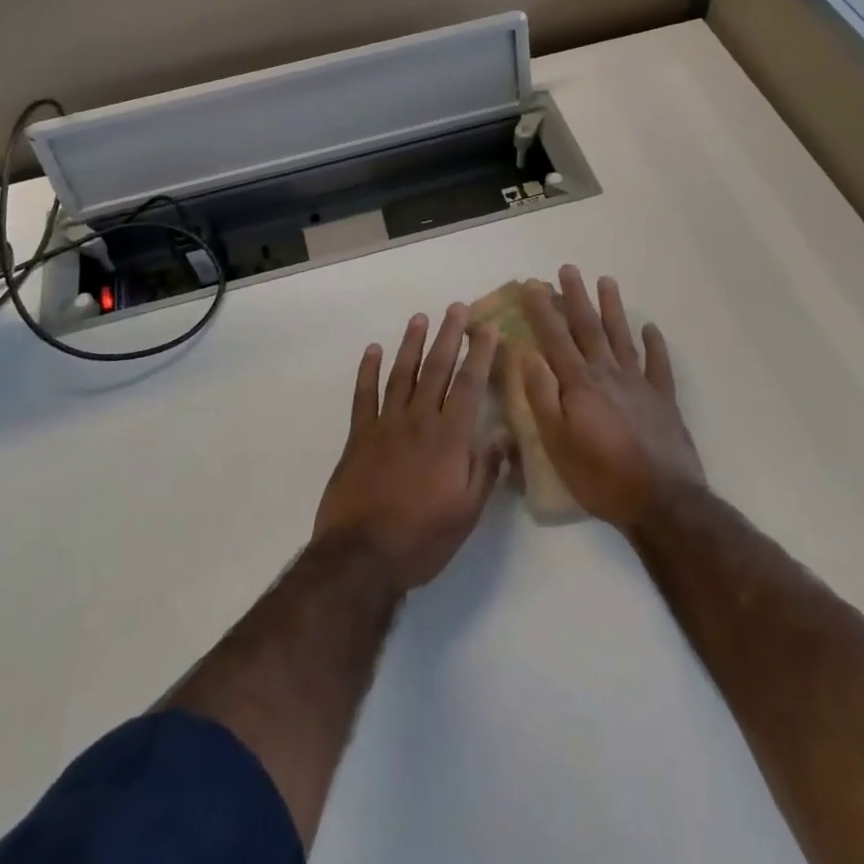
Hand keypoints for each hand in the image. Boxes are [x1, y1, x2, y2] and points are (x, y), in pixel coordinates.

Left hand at [313, 304, 506, 592]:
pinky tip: (372, 349)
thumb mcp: (467, 513)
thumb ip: (486, 470)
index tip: (489, 328)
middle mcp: (419, 420)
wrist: (362, 556)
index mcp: (449, 437)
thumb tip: (503, 435)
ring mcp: (385, 424)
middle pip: (437, 369)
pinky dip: (368, 370)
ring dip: (412, 344)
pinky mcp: (359, 435)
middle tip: (457, 308)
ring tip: (420, 318)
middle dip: (449, 336)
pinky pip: (364, 395)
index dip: (480, 355)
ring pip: (402, 374)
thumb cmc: (422, 538)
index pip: (469, 385)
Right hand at [518, 267, 705, 531]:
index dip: (542, 309)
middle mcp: (608, 374)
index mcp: (579, 384)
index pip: (555, 337)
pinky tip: (652, 328)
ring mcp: (639, 384)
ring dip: (613, 308)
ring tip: (606, 281)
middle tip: (567, 269)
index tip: (532, 283)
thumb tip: (526, 354)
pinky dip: (655, 344)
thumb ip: (541, 396)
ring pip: (623, 336)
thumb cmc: (600, 476)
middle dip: (576, 297)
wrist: (662, 502)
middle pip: (589, 328)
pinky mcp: (663, 400)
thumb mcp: (556, 442)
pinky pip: (659, 364)